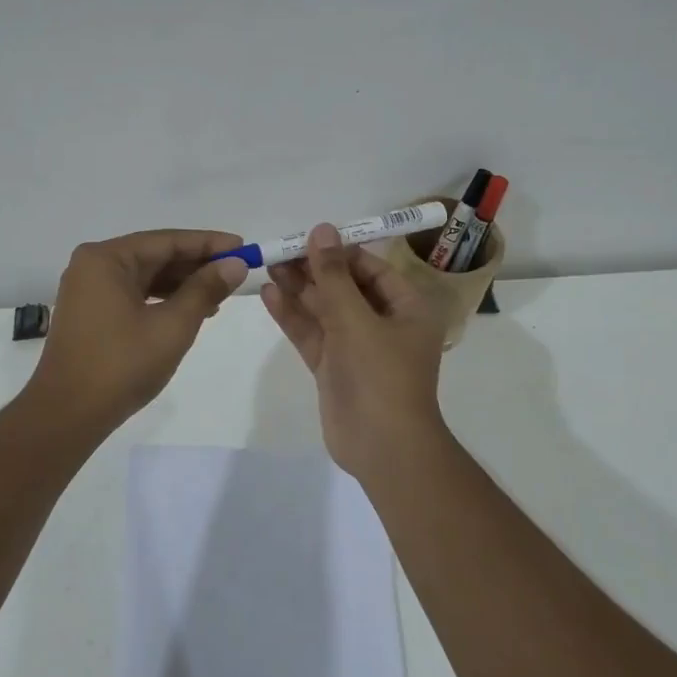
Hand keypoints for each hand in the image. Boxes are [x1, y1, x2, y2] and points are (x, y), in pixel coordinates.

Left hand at [27, 229, 248, 429]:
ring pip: (146, 277)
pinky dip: (163, 301)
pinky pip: (134, 295)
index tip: (243, 247)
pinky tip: (192, 312)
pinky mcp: (91, 314)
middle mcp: (93, 266)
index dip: (209, 243)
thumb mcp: (173, 325)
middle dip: (197, 265)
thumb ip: (205, 290)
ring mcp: (89, 291)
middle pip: (155, 256)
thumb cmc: (122, 365)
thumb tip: (235, 264)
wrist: (69, 414)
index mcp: (106, 259)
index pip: (167, 241)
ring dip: (183, 285)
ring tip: (220, 296)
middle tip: (237, 272)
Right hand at [261, 224, 448, 479]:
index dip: (341, 252)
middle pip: (345, 288)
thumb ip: (334, 276)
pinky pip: (313, 334)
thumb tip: (322, 230)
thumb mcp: (357, 319)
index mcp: (407, 309)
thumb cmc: (381, 375)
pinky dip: (293, 316)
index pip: (372, 269)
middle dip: (314, 270)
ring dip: (299, 290)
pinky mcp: (334, 368)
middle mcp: (384, 324)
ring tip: (268, 266)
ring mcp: (357, 348)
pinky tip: (269, 295)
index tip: (308, 237)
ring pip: (325, 311)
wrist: (382, 447)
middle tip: (280, 251)